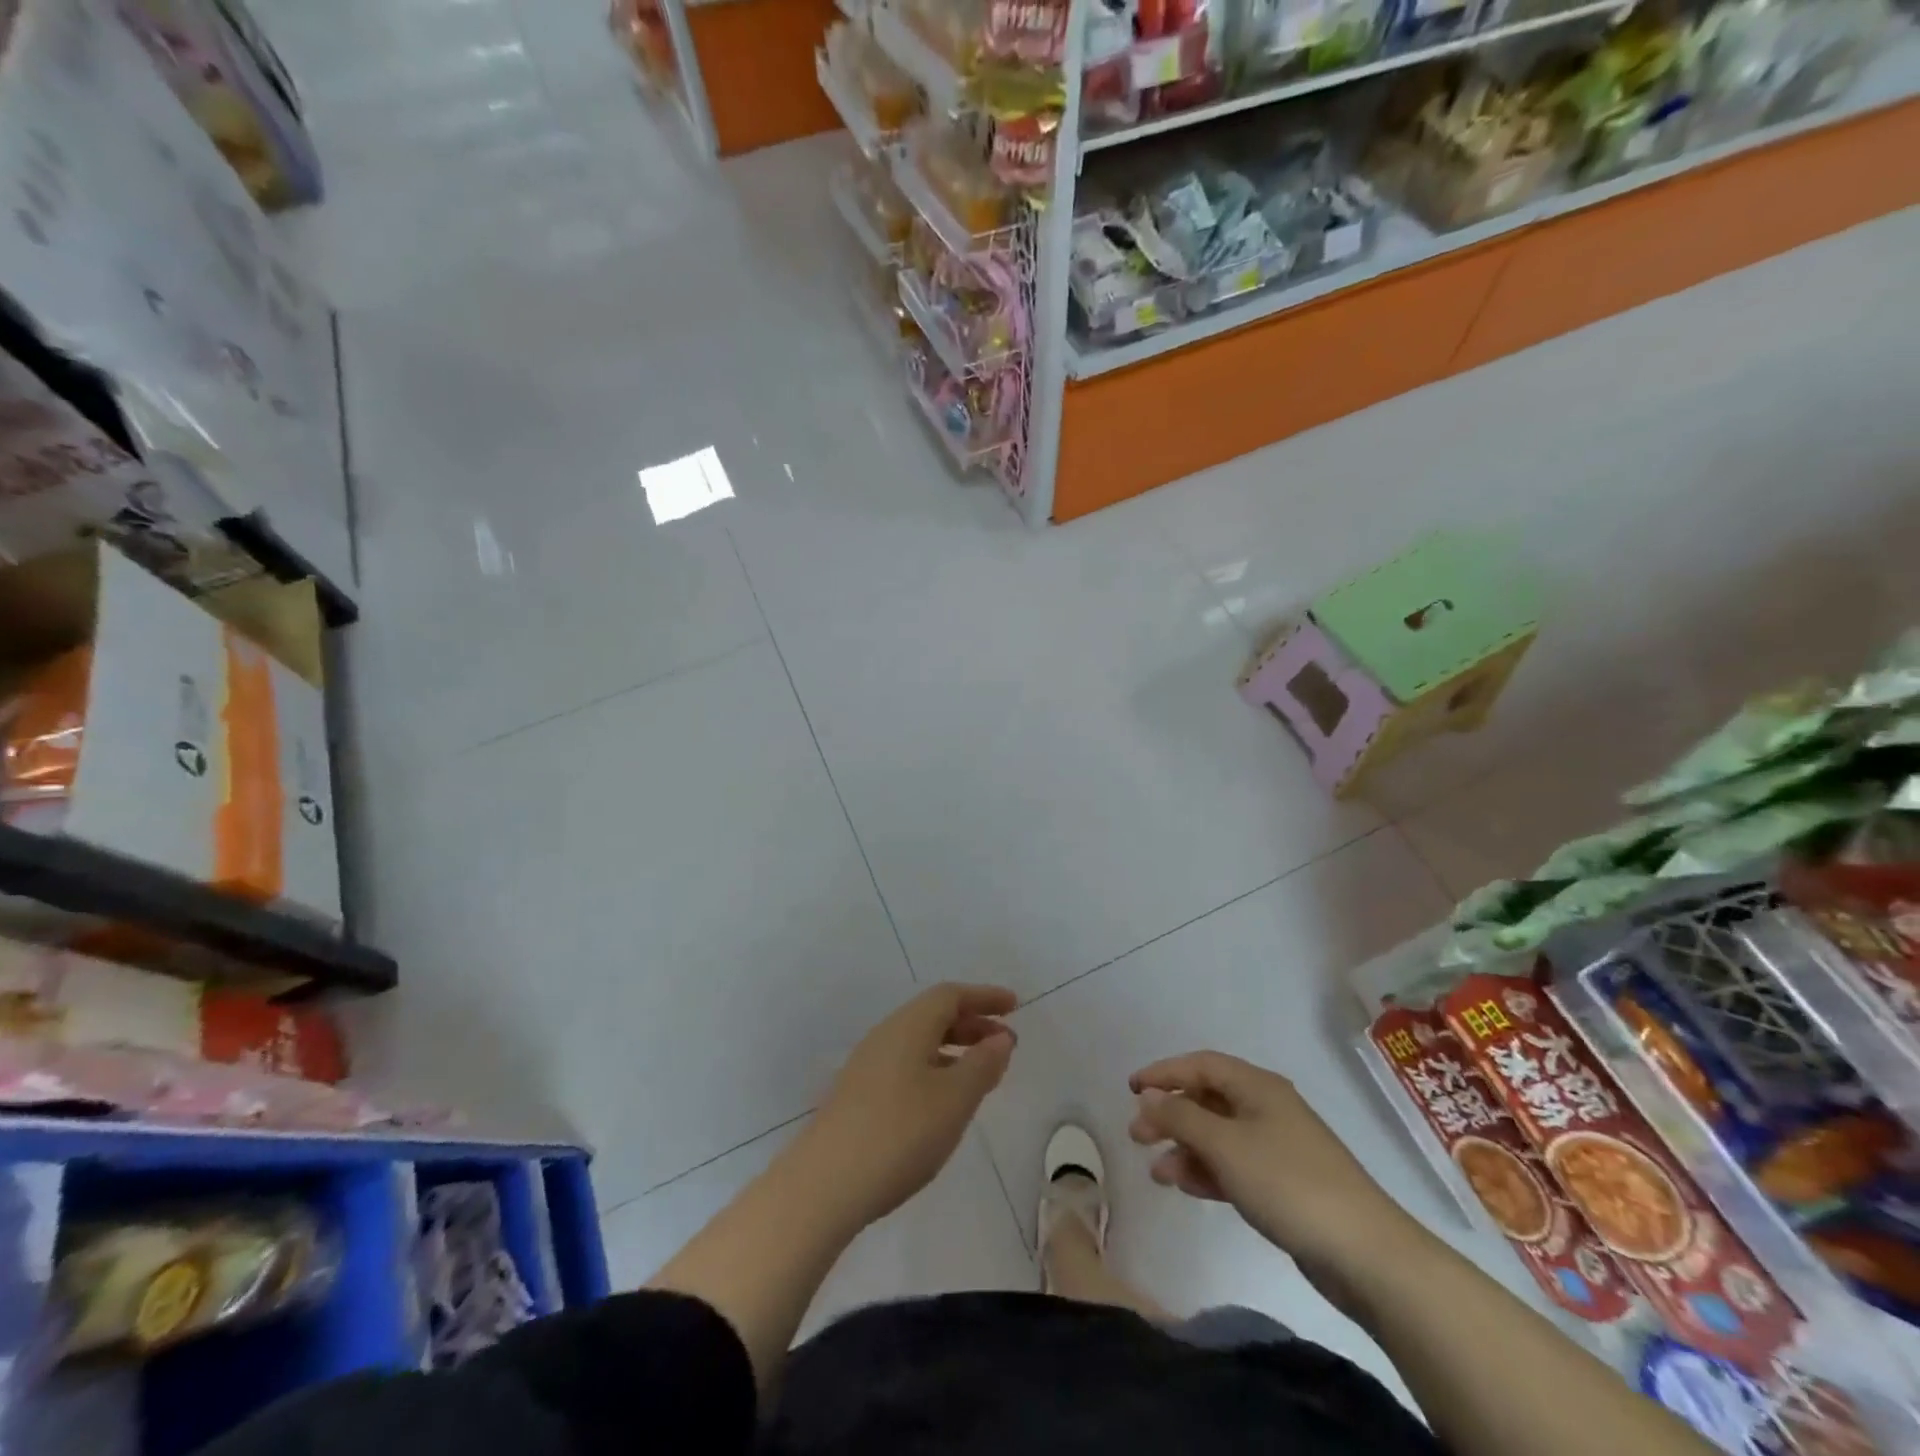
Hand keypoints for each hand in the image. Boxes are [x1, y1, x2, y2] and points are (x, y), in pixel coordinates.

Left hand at [802, 983, 1017, 1227]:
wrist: (825, 1184)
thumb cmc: (900, 1133)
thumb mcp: (954, 1099)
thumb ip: (982, 1065)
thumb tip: (1000, 1038)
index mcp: (908, 1026)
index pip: (950, 995)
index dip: (984, 997)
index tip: (1015, 1006)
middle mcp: (886, 1036)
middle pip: (934, 1015)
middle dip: (973, 1024)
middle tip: (1006, 1044)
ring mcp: (868, 1066)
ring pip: (920, 1042)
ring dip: (955, 1049)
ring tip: (983, 1073)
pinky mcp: (859, 1096)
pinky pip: (908, 1065)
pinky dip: (936, 1069)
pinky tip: (945, 1101)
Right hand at [1128, 1051, 1412, 1274]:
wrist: (1365, 1253)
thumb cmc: (1287, 1183)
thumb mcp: (1225, 1145)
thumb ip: (1181, 1118)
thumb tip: (1149, 1097)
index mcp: (1257, 1086)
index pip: (1200, 1064)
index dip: (1164, 1072)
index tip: (1131, 1089)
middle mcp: (1266, 1108)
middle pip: (1207, 1099)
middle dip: (1170, 1114)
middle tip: (1137, 1135)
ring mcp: (1277, 1147)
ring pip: (1218, 1136)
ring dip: (1185, 1148)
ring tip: (1157, 1172)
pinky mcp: (1283, 1184)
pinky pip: (1234, 1165)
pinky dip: (1207, 1171)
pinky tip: (1186, 1187)